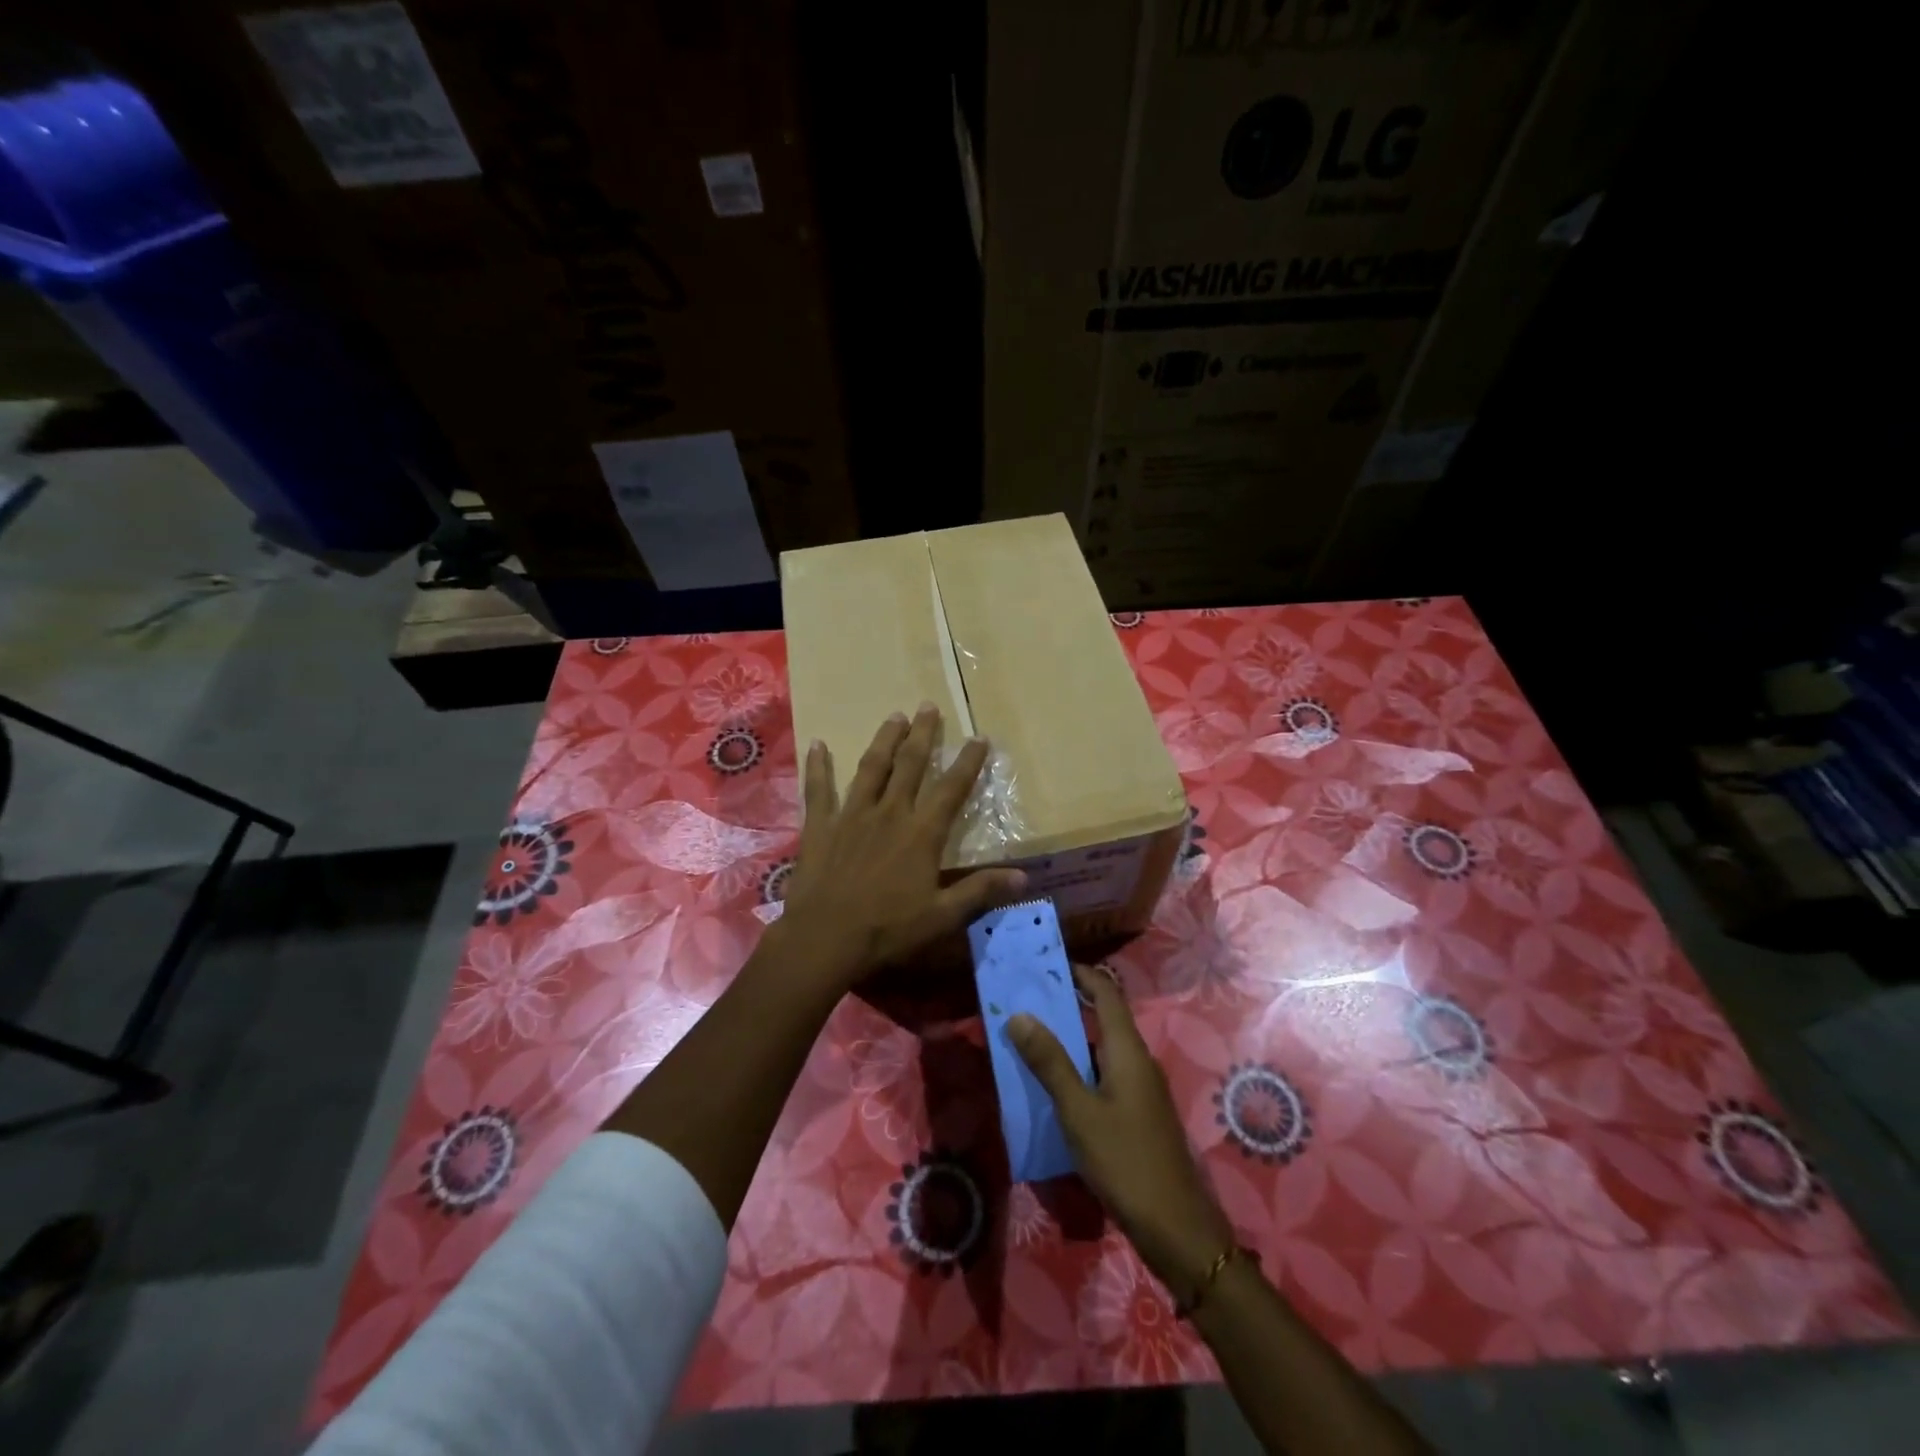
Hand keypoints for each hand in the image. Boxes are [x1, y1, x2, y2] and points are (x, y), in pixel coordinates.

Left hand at [775, 705, 1027, 988]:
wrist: (825, 938)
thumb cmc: (888, 929)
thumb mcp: (942, 916)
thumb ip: (980, 891)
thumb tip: (1024, 877)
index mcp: (921, 834)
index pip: (951, 789)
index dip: (968, 763)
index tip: (979, 737)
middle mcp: (889, 813)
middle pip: (909, 765)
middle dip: (922, 734)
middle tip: (927, 706)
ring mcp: (852, 815)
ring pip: (871, 768)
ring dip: (884, 740)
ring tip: (894, 716)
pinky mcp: (820, 825)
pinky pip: (818, 789)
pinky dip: (818, 766)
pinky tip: (817, 744)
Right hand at [1010, 967, 1235, 1299]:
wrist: (1176, 1228)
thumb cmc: (1125, 1161)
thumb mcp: (1078, 1110)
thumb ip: (1049, 1062)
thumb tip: (1019, 1014)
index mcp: (1127, 1050)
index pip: (1106, 992)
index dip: (1079, 973)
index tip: (1045, 964)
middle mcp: (1138, 1060)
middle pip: (1103, 1017)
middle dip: (1067, 1005)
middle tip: (1026, 1001)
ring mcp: (1141, 1089)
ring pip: (1102, 1049)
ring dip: (1070, 1040)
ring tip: (1030, 1039)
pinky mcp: (1138, 1114)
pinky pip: (1105, 1075)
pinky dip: (1079, 1069)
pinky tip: (1054, 1087)